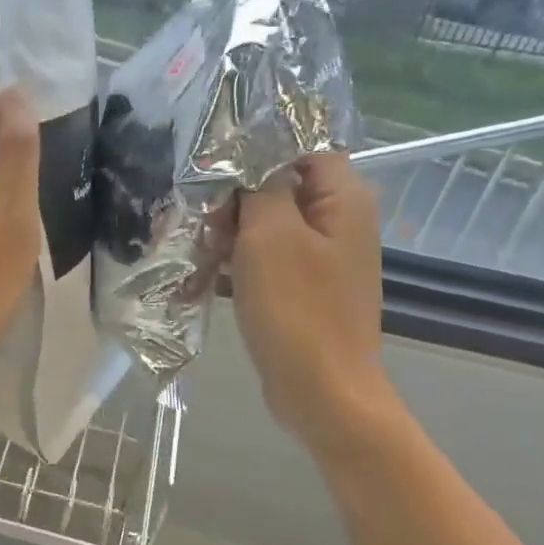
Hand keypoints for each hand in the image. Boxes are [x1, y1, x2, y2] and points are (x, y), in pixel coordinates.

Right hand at [230, 153, 393, 445]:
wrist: (322, 393)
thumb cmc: (296, 309)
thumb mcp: (270, 235)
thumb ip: (261, 187)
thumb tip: (252, 162)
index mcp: (344, 201)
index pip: (301, 151)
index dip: (257, 157)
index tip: (216, 179)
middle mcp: (341, 224)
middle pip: (281, 189)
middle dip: (236, 202)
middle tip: (204, 225)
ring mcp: (324, 261)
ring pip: (269, 227)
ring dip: (231, 235)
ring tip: (198, 252)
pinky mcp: (306, 291)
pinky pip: (270, 261)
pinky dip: (240, 264)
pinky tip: (206, 278)